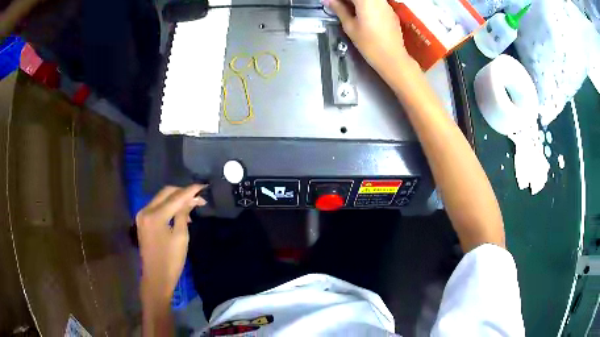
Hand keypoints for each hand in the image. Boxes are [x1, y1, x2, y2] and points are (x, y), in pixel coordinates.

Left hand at [136, 185, 206, 305]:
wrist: (156, 278)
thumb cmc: (171, 261)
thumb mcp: (181, 237)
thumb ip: (183, 214)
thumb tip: (191, 200)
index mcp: (155, 215)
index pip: (175, 197)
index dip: (190, 191)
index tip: (203, 186)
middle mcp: (145, 210)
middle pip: (166, 193)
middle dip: (183, 192)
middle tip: (199, 197)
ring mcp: (142, 215)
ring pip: (161, 198)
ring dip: (176, 199)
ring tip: (192, 206)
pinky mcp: (143, 221)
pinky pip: (157, 207)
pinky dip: (168, 206)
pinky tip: (179, 213)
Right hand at [325, 0, 411, 74]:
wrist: (392, 58)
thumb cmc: (369, 44)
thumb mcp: (350, 26)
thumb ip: (338, 9)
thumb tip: (327, 0)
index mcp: (366, 1)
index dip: (339, 0)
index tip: (331, 3)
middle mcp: (378, 0)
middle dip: (347, 0)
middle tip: (337, 6)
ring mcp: (386, 5)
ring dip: (356, 2)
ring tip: (347, 9)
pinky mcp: (391, 11)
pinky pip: (376, 2)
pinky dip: (366, 4)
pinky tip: (360, 13)